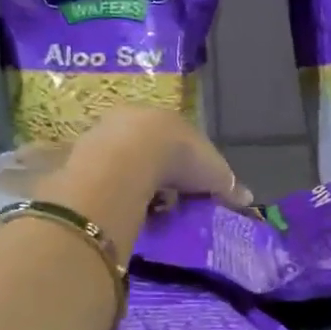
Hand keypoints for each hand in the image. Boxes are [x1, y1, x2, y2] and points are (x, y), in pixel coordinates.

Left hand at [56, 107, 251, 206]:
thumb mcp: (215, 174)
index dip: (188, 165)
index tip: (192, 190)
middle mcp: (136, 119)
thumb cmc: (180, 158)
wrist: (129, 156)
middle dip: (159, 174)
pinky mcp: (82, 153)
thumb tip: (248, 198)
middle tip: (168, 203)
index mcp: (170, 119)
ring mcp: (105, 134)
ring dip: (135, 182)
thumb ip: (229, 185)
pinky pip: (104, 176)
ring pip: (124, 161)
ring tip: (145, 209)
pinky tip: (123, 207)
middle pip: (150, 149)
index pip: (181, 141)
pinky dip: (115, 191)